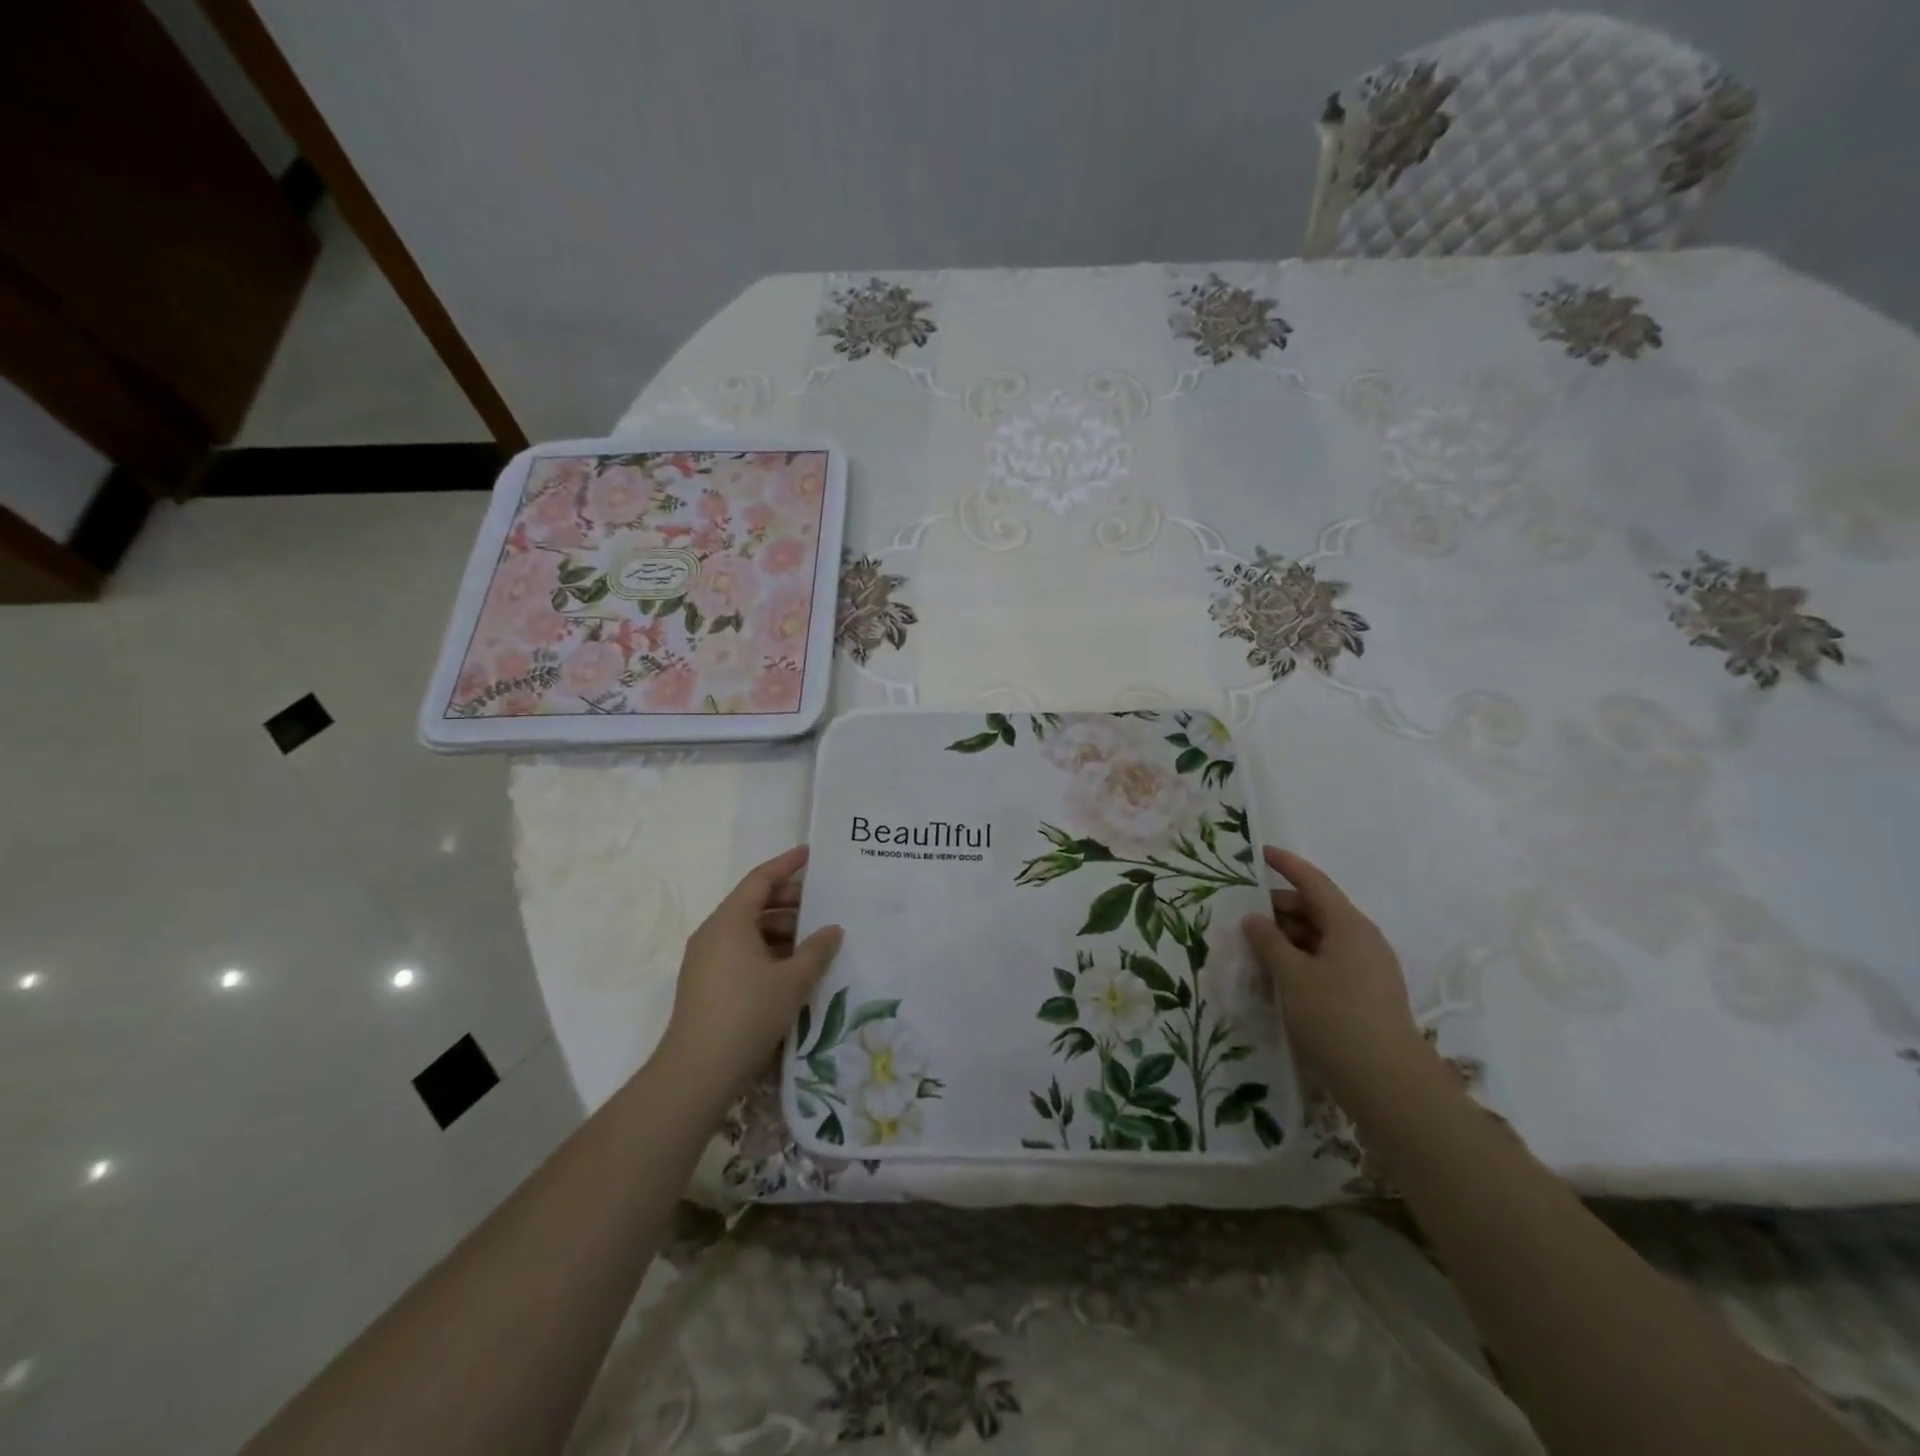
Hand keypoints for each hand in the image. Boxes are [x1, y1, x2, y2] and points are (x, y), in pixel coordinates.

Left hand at [660, 845, 842, 1101]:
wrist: (697, 1072)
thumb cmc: (747, 1014)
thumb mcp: (792, 981)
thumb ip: (817, 950)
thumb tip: (833, 929)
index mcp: (730, 921)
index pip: (760, 879)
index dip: (786, 864)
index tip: (810, 853)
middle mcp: (713, 933)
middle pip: (754, 904)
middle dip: (789, 902)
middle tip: (822, 905)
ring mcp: (705, 959)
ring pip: (748, 931)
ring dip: (781, 930)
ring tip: (814, 942)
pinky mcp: (706, 984)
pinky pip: (741, 952)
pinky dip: (767, 951)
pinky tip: (792, 969)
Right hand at [1240, 846, 1433, 1106]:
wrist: (1388, 1084)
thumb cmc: (1336, 1018)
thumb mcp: (1292, 976)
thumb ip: (1268, 942)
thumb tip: (1253, 919)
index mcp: (1349, 925)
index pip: (1313, 882)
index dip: (1286, 865)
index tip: (1260, 852)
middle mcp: (1361, 940)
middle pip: (1315, 911)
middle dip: (1278, 911)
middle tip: (1241, 916)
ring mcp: (1366, 969)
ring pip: (1318, 940)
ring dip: (1286, 942)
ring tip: (1251, 952)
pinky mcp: (1364, 995)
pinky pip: (1325, 965)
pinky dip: (1299, 964)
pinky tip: (1274, 980)